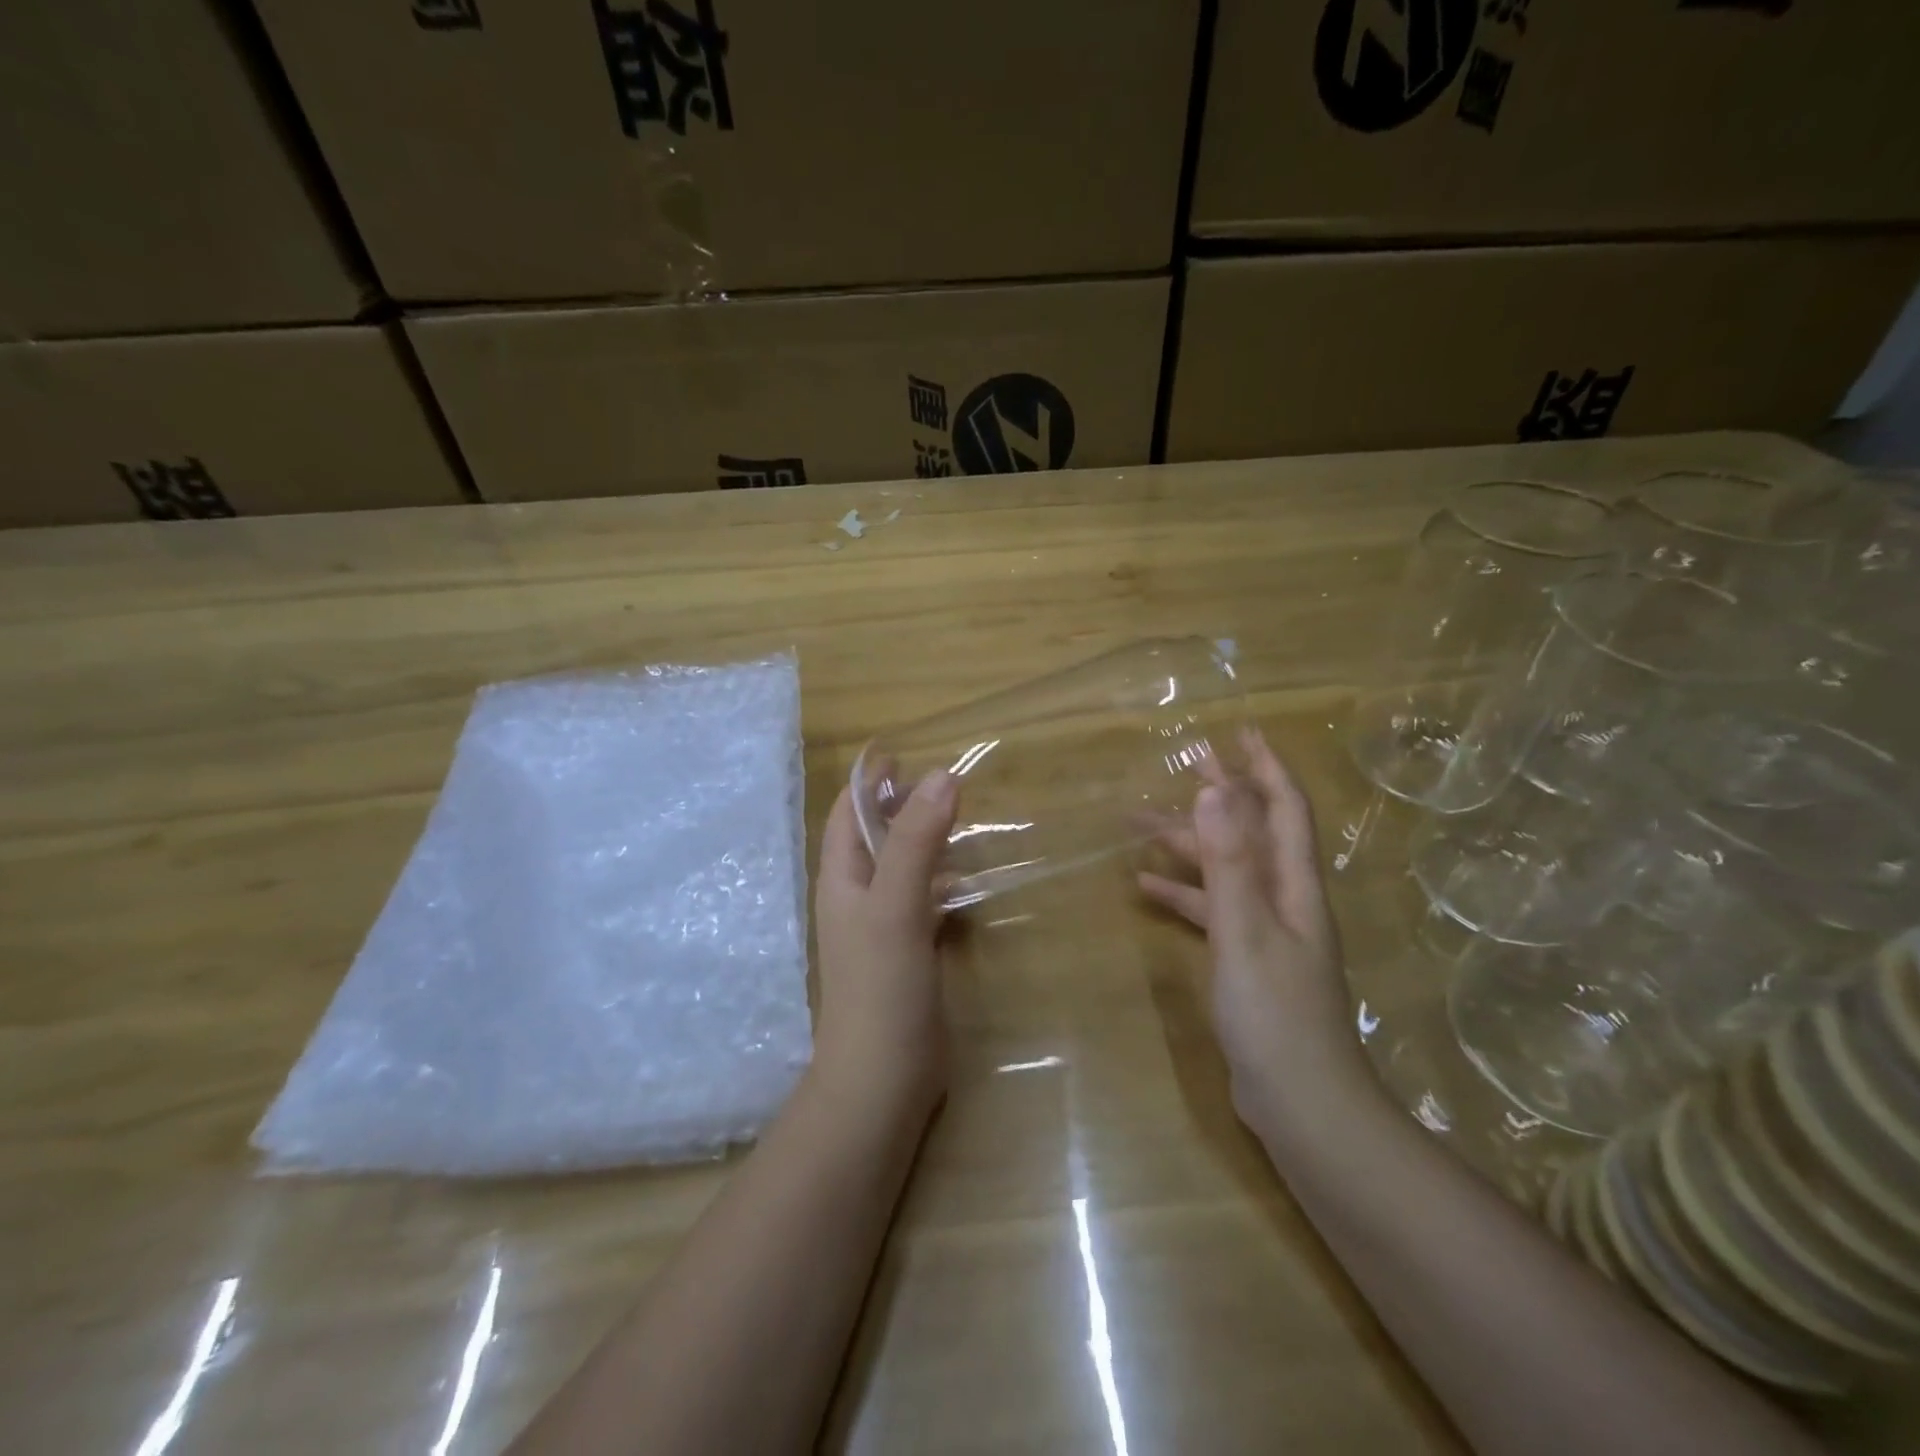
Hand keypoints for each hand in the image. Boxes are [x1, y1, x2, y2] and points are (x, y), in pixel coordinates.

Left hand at [812, 770, 957, 1117]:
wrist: (883, 1078)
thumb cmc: (881, 986)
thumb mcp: (896, 904)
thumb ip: (916, 841)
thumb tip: (942, 775)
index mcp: (841, 879)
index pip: (846, 813)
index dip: (868, 780)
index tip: (900, 750)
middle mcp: (856, 897)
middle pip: (873, 836)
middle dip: (898, 804)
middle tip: (940, 781)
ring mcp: (881, 927)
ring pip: (899, 867)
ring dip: (921, 839)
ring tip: (957, 817)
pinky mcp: (907, 952)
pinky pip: (920, 900)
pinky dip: (938, 880)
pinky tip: (963, 880)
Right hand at [1138, 727, 1365, 1128]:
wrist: (1302, 1105)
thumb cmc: (1276, 1013)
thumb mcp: (1247, 930)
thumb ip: (1229, 860)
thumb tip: (1215, 787)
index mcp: (1293, 885)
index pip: (1284, 809)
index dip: (1264, 767)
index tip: (1239, 731)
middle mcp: (1284, 900)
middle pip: (1250, 832)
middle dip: (1219, 795)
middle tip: (1182, 765)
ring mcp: (1265, 932)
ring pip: (1225, 870)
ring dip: (1189, 845)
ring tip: (1138, 825)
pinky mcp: (1245, 961)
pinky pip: (1211, 911)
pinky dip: (1182, 894)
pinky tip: (1145, 888)